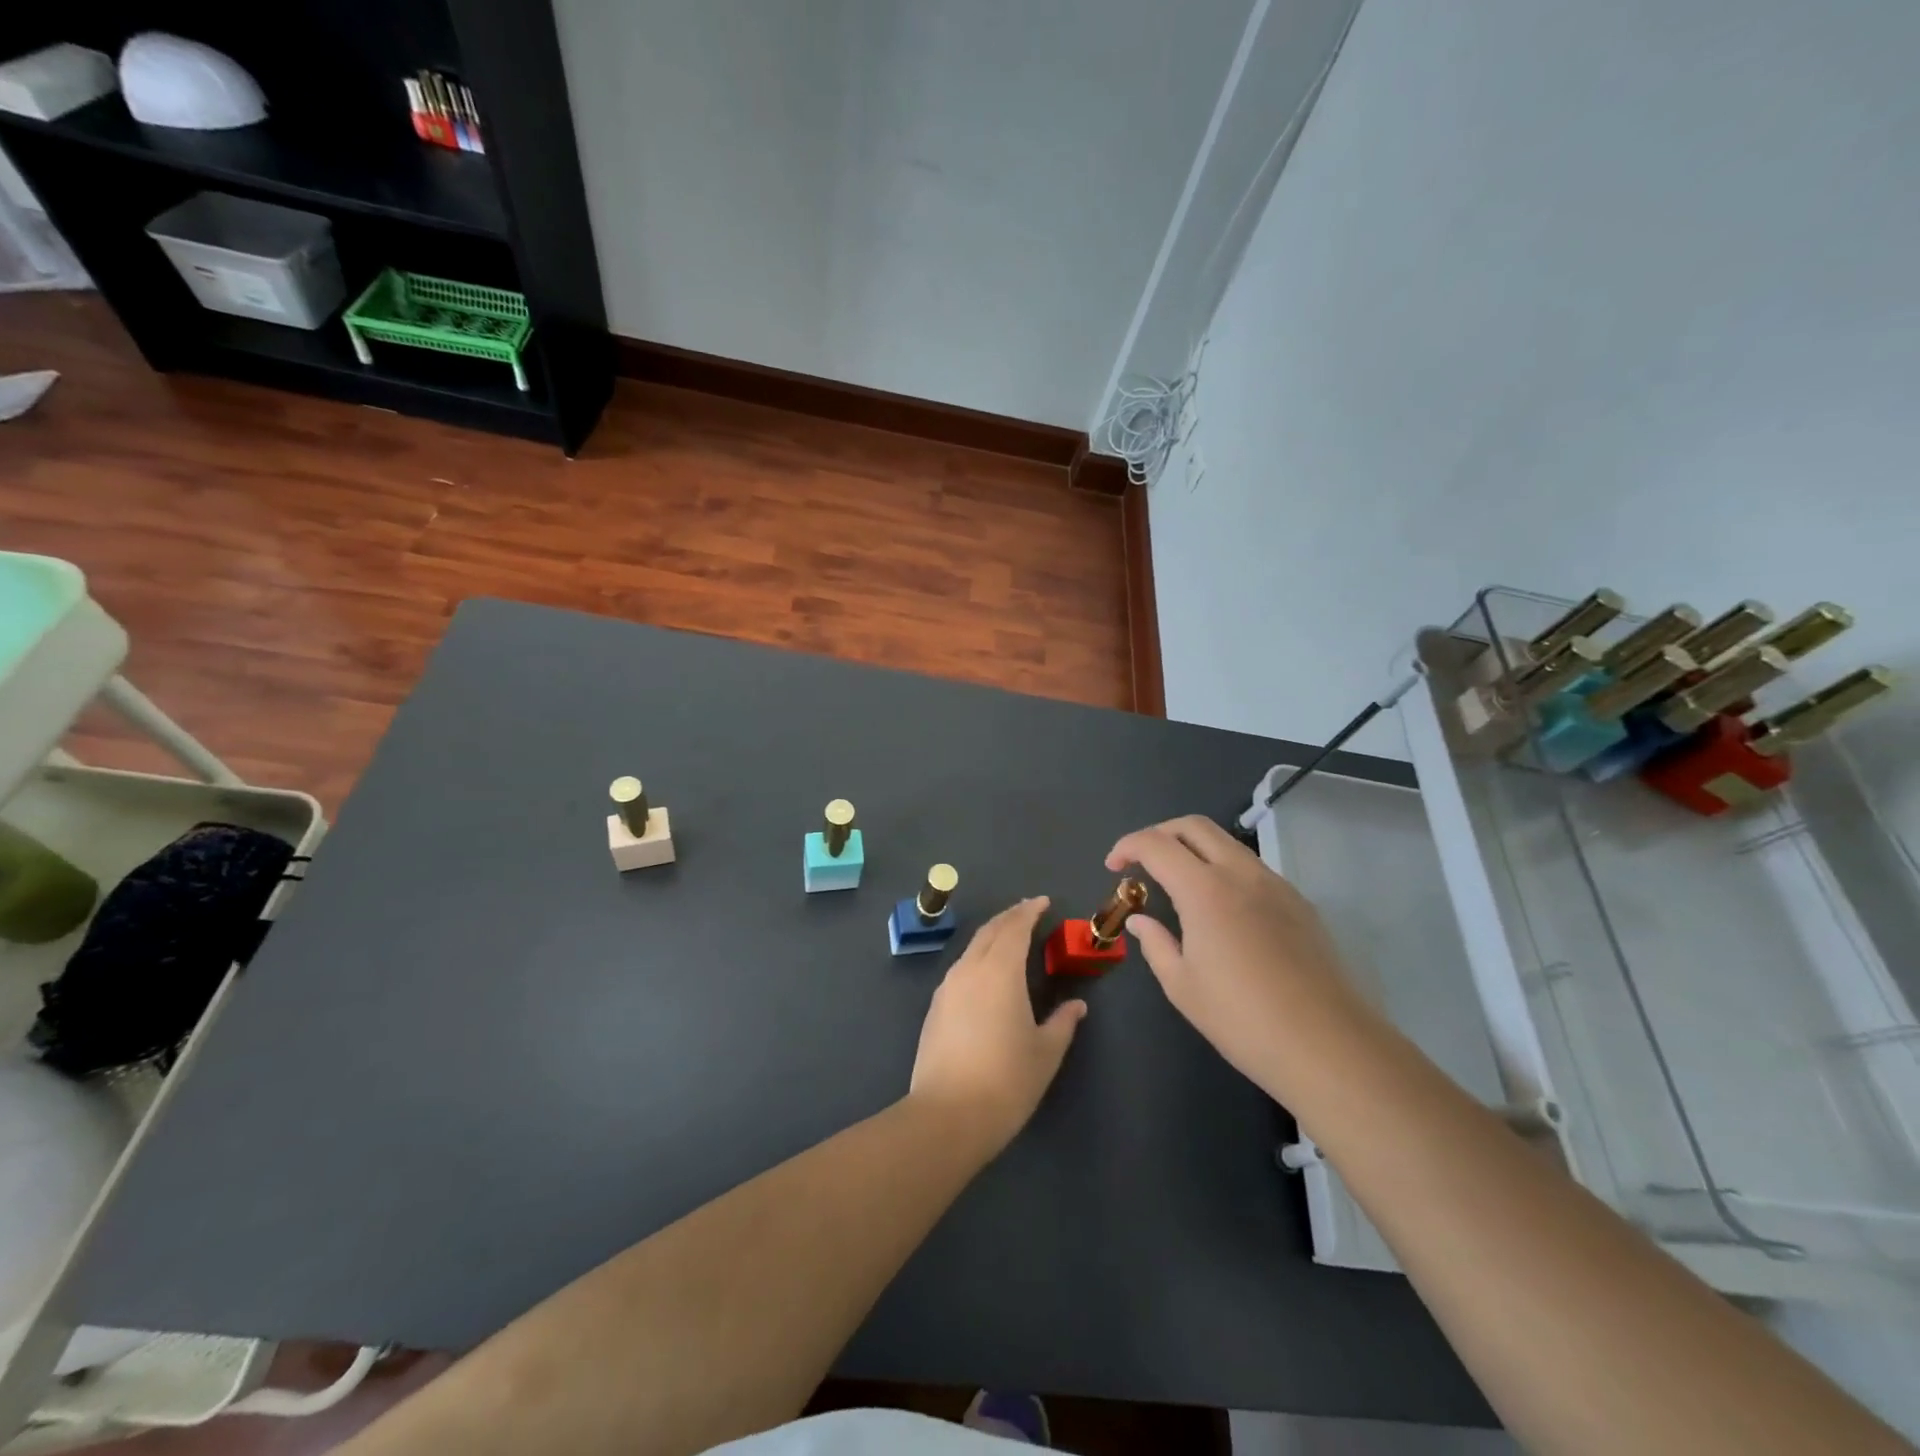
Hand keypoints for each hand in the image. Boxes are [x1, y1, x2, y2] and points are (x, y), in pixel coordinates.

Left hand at [908, 896, 1086, 1156]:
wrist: (947, 1115)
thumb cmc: (1006, 1081)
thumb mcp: (1045, 1052)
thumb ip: (1062, 1023)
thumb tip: (1076, 1005)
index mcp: (1000, 971)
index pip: (1015, 927)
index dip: (1029, 911)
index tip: (1043, 902)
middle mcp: (970, 969)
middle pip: (990, 931)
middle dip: (1010, 917)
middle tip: (1028, 912)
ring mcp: (948, 988)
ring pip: (972, 948)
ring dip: (992, 936)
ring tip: (1010, 938)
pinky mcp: (935, 1008)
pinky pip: (960, 968)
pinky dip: (978, 957)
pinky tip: (986, 974)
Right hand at [1106, 816, 1356, 1090]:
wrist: (1328, 1045)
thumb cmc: (1242, 1019)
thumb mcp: (1182, 985)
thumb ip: (1155, 943)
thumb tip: (1140, 921)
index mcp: (1205, 889)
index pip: (1156, 844)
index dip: (1127, 846)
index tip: (1113, 866)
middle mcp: (1241, 873)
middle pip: (1193, 826)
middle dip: (1160, 833)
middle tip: (1141, 861)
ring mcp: (1276, 885)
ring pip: (1227, 843)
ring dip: (1194, 849)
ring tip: (1178, 884)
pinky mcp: (1299, 903)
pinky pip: (1252, 868)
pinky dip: (1224, 869)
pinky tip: (1220, 909)